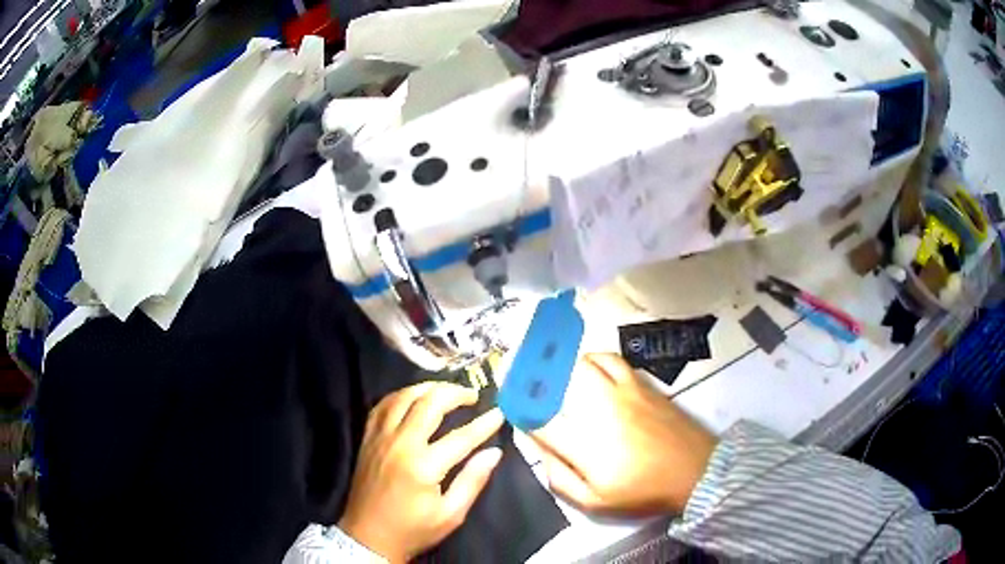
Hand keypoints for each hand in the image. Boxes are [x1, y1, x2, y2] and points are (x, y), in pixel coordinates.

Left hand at [338, 382, 504, 562]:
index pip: (461, 436)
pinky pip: (383, 406)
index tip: (499, 413)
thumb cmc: (413, 529)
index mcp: (423, 466)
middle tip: (473, 395)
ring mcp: (380, 438)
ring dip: (427, 388)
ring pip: (403, 397)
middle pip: (429, 404)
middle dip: (455, 394)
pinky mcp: (367, 439)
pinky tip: (413, 398)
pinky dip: (400, 396)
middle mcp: (400, 444)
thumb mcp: (451, 514)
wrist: (368, 537)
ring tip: (446, 391)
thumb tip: (494, 452)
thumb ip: (472, 481)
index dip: (484, 424)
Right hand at [532, 353, 716, 515]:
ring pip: (580, 364)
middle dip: (532, 377)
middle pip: (555, 382)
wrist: (694, 470)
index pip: (540, 420)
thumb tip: (540, 452)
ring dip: (560, 365)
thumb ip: (561, 479)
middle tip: (519, 374)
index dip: (520, 410)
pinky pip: (610, 359)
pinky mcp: (640, 384)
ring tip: (550, 369)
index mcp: (585, 446)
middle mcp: (599, 412)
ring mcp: (621, 393)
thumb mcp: (596, 502)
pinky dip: (593, 358)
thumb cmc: (643, 491)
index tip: (510, 404)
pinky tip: (587, 366)